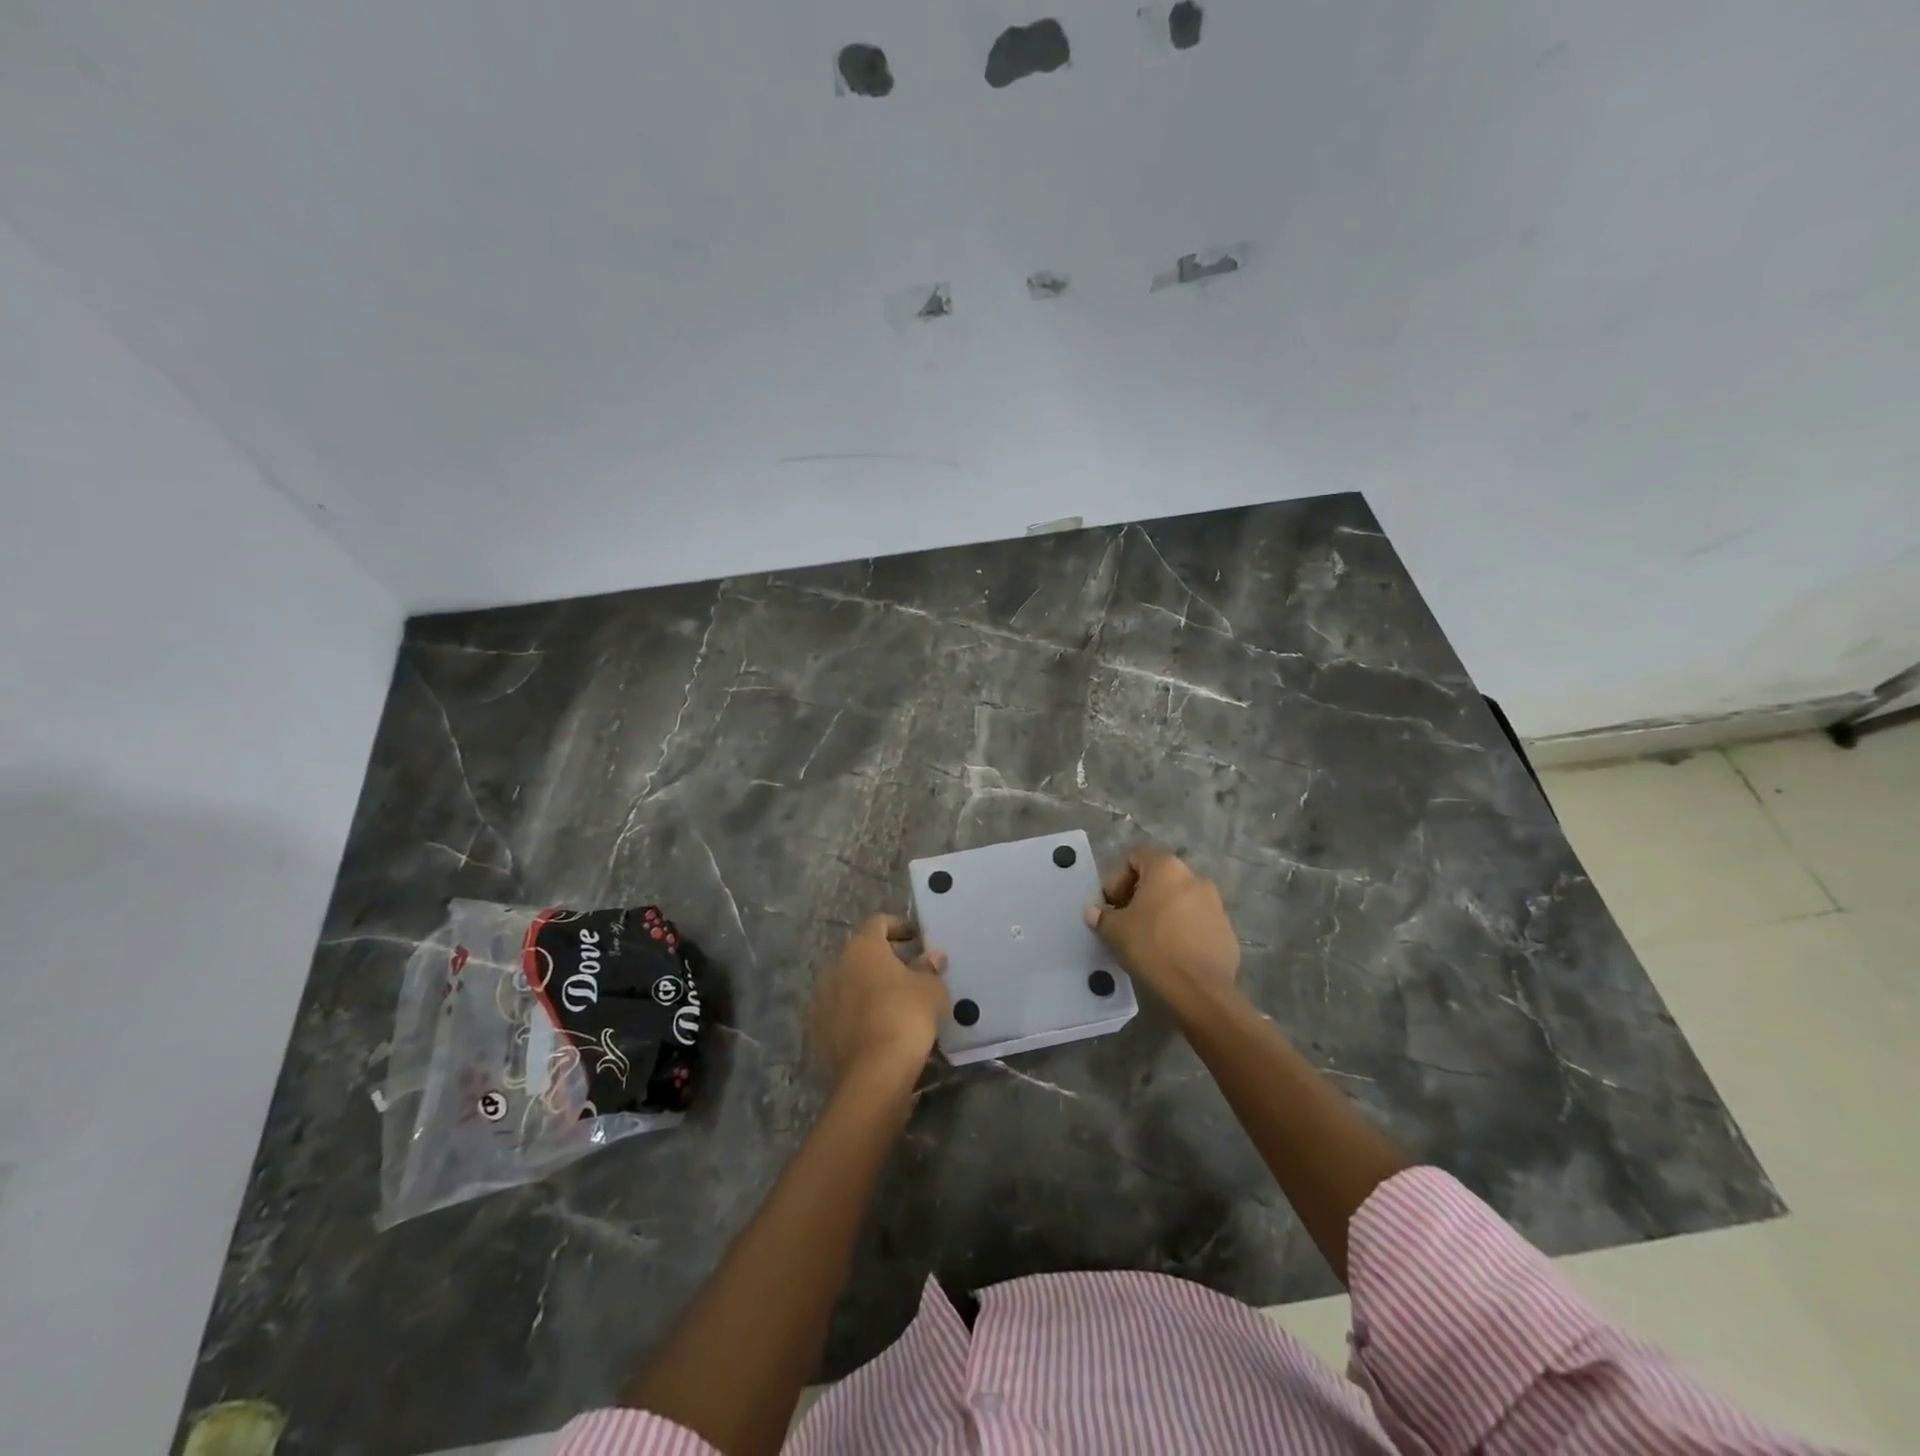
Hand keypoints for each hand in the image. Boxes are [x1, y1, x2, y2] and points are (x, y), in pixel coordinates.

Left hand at [809, 915, 949, 1088]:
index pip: (878, 923)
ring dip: (868, 987)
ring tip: (894, 1003)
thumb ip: (929, 968)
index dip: (898, 927)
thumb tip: (931, 956)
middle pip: (861, 953)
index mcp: (863, 947)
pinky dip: (857, 1013)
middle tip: (909, 973)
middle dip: (884, 960)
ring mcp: (822, 998)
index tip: (916, 940)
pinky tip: (877, 1028)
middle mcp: (837, 965)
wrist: (874, 1073)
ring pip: (849, 983)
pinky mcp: (818, 1030)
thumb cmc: (906, 1016)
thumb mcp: (931, 989)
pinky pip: (841, 1011)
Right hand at [1086, 846, 1238, 1006]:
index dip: (1116, 879)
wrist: (1200, 990)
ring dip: (1161, 912)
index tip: (1111, 906)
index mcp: (1167, 868)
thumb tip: (1095, 912)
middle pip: (1158, 878)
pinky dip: (1181, 929)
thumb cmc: (1152, 947)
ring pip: (1179, 900)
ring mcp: (1215, 903)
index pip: (1134, 857)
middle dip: (1138, 896)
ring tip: (1148, 939)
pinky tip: (1171, 953)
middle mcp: (1195, 877)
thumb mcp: (1114, 930)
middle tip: (1125, 922)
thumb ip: (1102, 916)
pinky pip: (1196, 921)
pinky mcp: (1226, 929)